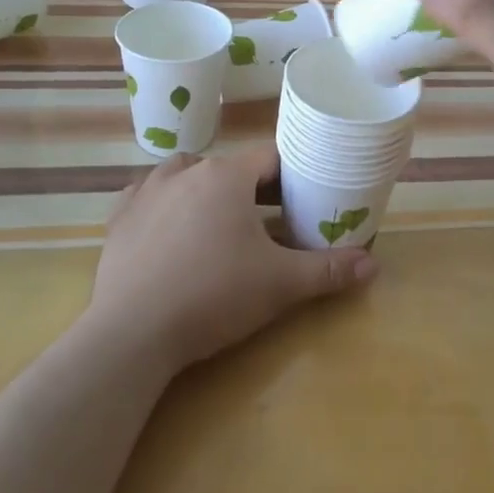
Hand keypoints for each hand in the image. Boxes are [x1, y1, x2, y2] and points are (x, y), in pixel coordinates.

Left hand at [90, 144, 376, 370]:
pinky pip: (145, 195)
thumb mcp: (280, 285)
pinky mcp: (119, 218)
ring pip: (185, 173)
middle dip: (251, 188)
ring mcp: (146, 191)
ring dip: (204, 188)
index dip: (291, 176)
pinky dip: (162, 203)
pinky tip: (168, 226)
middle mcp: (186, 171)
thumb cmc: (214, 296)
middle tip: (269, 220)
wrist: (133, 334)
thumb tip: (374, 264)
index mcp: (227, 176)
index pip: (270, 158)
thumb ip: (329, 270)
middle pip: (229, 166)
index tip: (303, 199)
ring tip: (217, 219)